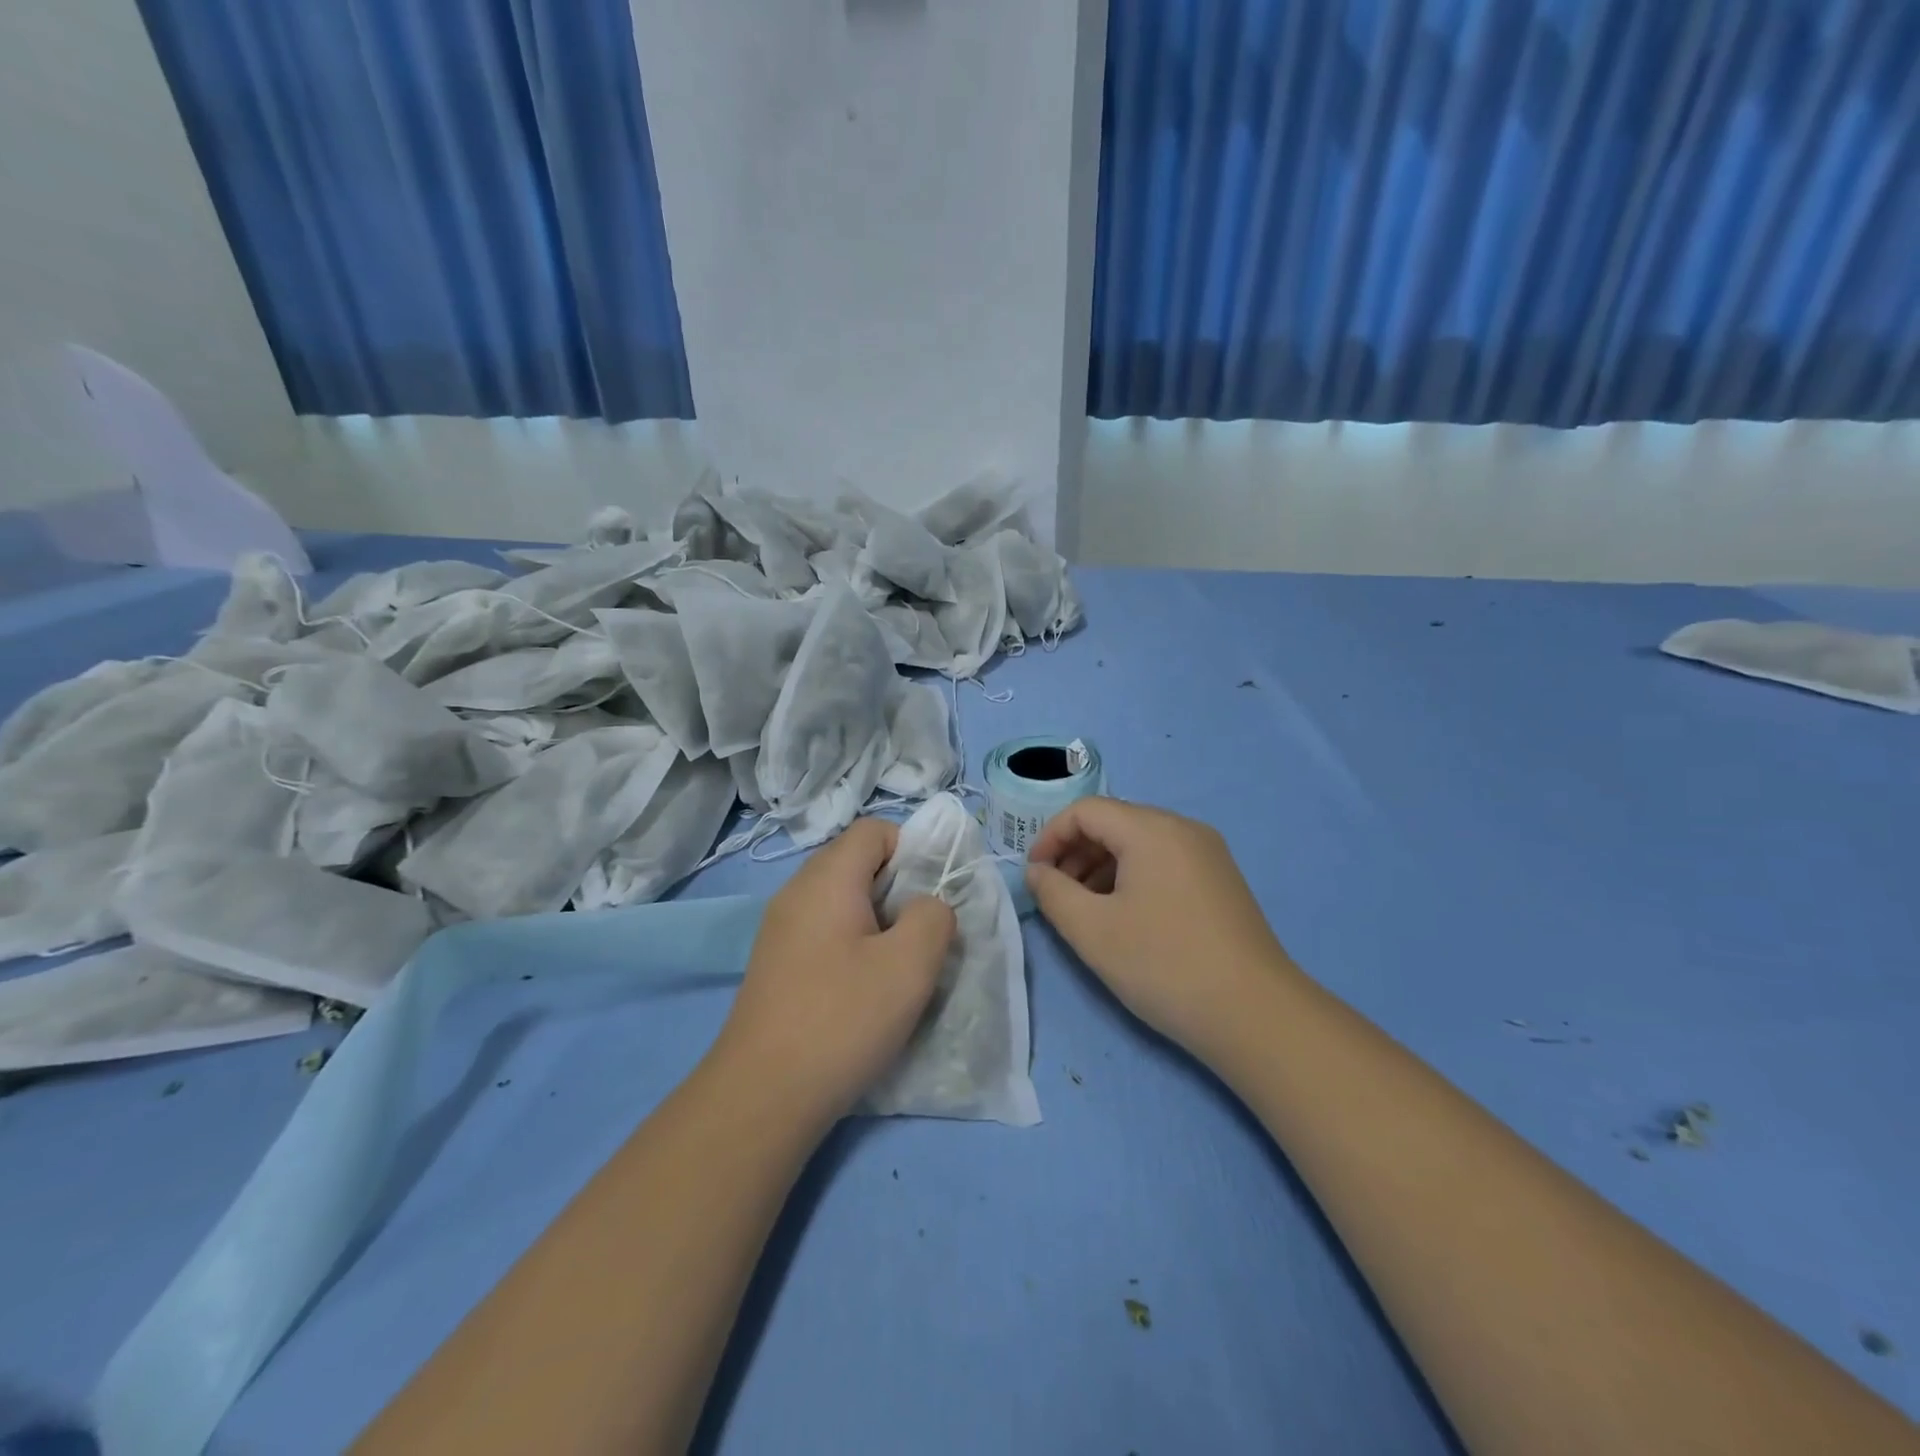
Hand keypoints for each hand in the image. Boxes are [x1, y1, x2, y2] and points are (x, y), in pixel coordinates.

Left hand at [708, 818, 955, 1123]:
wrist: (762, 1095)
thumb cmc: (842, 1019)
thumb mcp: (910, 965)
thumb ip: (934, 917)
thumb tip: (927, 906)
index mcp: (827, 878)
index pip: (875, 830)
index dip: (912, 851)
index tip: (930, 899)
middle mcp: (797, 892)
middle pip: (857, 862)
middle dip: (899, 890)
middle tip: (919, 937)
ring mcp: (780, 928)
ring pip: (843, 900)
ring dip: (878, 922)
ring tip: (895, 968)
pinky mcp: (776, 962)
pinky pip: (824, 931)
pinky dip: (852, 945)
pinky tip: (861, 991)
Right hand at [1025, 798, 1293, 1059]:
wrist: (1256, 1015)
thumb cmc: (1164, 965)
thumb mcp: (1092, 930)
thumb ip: (1052, 892)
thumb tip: (1037, 871)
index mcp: (1152, 829)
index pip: (1086, 811)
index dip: (1050, 837)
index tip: (1035, 876)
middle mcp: (1183, 828)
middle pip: (1114, 822)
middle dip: (1075, 853)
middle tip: (1057, 895)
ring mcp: (1208, 853)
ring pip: (1139, 843)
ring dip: (1102, 866)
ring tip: (1086, 910)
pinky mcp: (1220, 880)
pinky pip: (1163, 861)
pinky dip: (1132, 877)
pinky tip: (1125, 917)